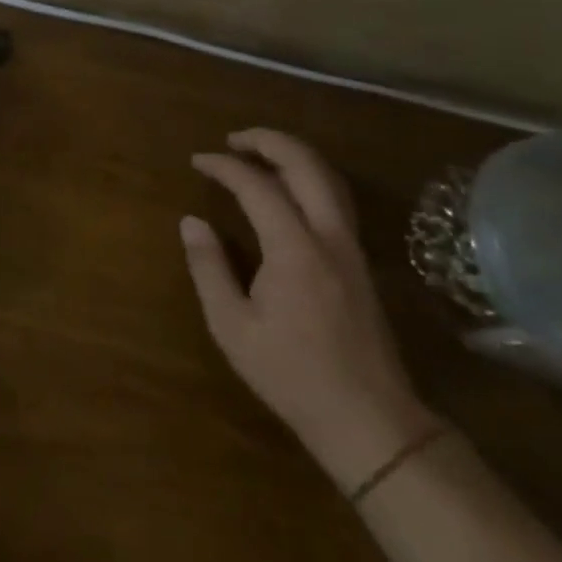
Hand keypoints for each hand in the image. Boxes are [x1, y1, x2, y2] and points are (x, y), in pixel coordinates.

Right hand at [181, 128, 438, 490]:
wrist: (370, 421)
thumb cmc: (292, 374)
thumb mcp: (232, 326)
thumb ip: (208, 267)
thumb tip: (191, 222)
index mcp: (294, 250)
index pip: (257, 186)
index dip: (224, 166)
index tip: (197, 161)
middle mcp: (329, 238)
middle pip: (306, 166)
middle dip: (268, 142)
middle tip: (233, 140)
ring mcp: (352, 249)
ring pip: (330, 180)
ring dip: (294, 156)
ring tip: (259, 153)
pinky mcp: (360, 264)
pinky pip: (337, 201)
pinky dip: (310, 178)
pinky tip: (289, 190)